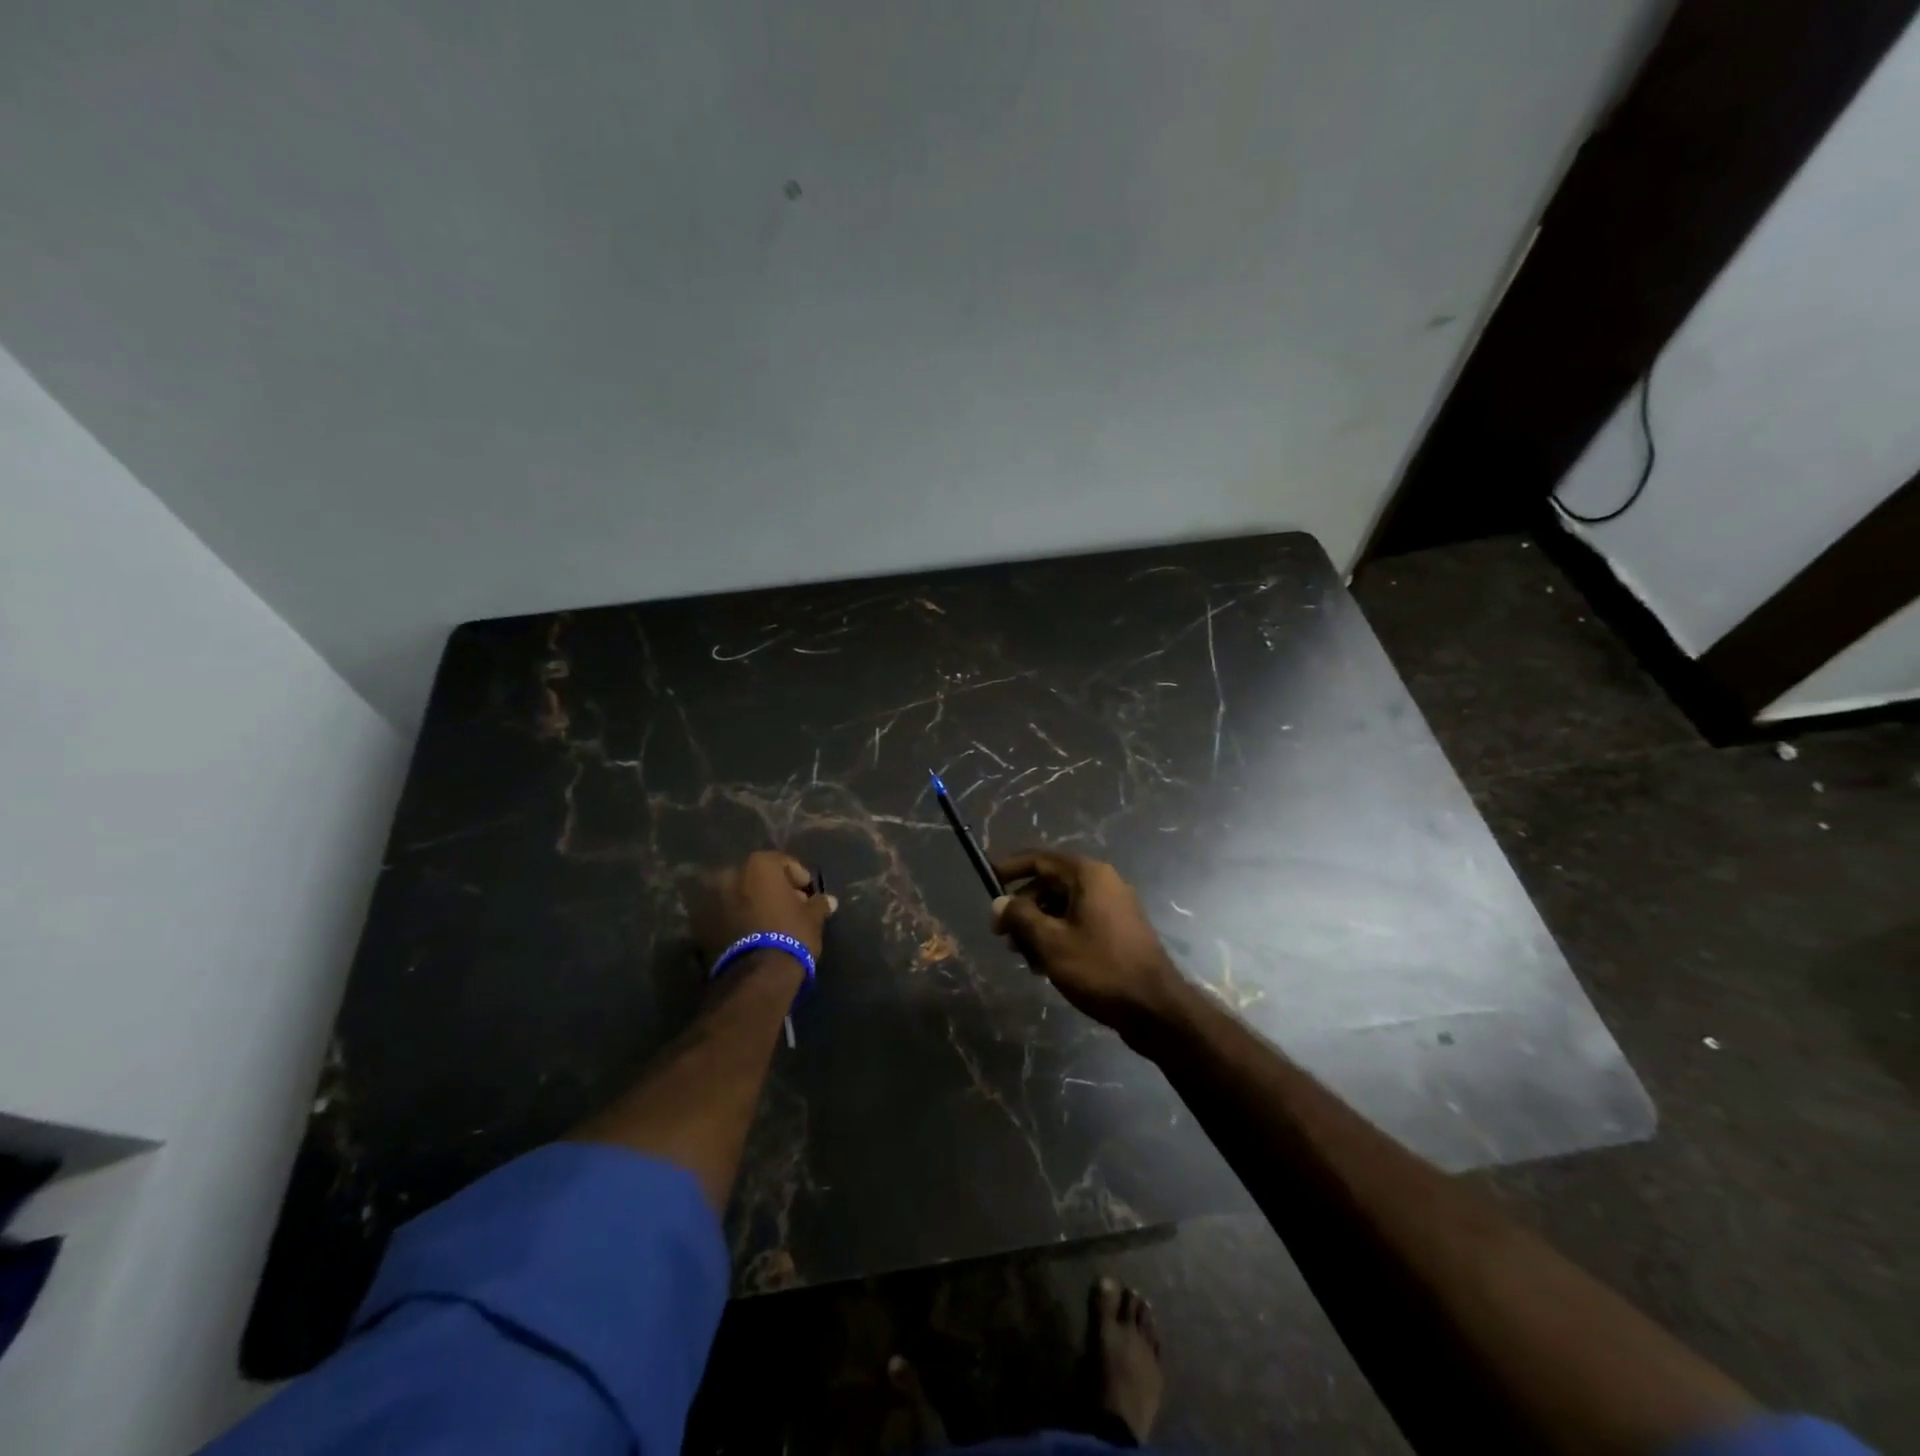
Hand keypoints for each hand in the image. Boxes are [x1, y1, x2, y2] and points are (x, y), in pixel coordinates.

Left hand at [683, 850, 836, 966]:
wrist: (756, 975)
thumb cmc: (790, 934)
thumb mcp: (812, 918)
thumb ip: (819, 904)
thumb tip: (829, 901)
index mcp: (759, 865)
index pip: (784, 862)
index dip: (799, 878)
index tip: (809, 895)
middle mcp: (731, 874)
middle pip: (758, 877)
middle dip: (774, 889)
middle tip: (791, 906)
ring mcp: (713, 898)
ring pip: (740, 894)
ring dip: (754, 903)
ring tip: (772, 922)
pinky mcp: (702, 924)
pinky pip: (727, 913)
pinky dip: (739, 918)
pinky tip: (755, 932)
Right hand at [990, 850, 1181, 1039]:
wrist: (1155, 1009)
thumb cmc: (1100, 969)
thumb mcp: (1051, 942)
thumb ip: (1020, 917)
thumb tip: (999, 903)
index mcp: (1088, 875)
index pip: (1039, 859)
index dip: (1009, 868)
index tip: (986, 880)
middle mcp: (1102, 882)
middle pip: (1050, 883)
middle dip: (1022, 907)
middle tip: (1001, 935)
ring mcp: (1113, 907)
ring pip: (1062, 906)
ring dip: (1038, 926)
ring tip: (1023, 958)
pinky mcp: (1117, 930)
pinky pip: (1078, 922)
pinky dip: (1058, 936)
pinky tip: (1045, 965)